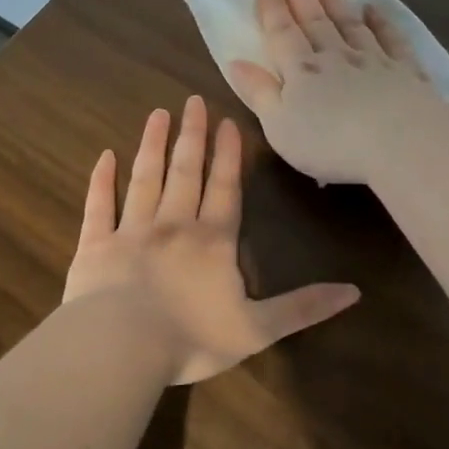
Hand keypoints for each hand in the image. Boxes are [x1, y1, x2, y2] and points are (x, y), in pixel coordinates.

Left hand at [63, 95, 360, 384]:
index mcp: (213, 242)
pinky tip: (104, 156)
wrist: (121, 346)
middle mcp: (173, 226)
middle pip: (186, 172)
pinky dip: (101, 180)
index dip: (229, 156)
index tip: (227, 121)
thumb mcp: (258, 329)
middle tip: (192, 101)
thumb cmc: (192, 338)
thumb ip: (303, 308)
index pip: (225, 189)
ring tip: (158, 115)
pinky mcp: (95, 246)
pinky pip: (99, 205)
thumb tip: (354, 292)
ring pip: (145, 178)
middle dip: (192, 136)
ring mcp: (131, 231)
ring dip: (153, 146)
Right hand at [229, 0, 441, 184]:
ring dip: (334, 1)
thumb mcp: (279, 126)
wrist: (398, 142)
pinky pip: (391, 38)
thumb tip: (236, 62)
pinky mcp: (405, 71)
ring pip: (349, 24)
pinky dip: (381, 21)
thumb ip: (259, 93)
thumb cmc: (329, 143)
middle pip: (314, 21)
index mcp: (301, 72)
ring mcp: (373, 60)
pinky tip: (373, 9)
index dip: (271, 8)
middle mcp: (335, 57)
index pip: (282, 33)